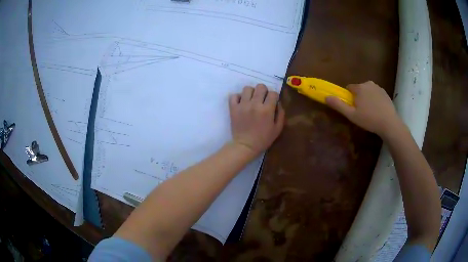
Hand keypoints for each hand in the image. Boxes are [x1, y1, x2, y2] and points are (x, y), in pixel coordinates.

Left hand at [229, 84, 284, 156]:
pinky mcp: (233, 108)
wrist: (245, 146)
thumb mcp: (278, 129)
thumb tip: (278, 102)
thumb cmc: (263, 139)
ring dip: (251, 92)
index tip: (272, 102)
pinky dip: (238, 97)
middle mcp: (254, 104)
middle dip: (264, 91)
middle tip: (262, 99)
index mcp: (267, 110)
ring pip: (247, 88)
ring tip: (251, 100)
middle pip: (260, 86)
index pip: (273, 93)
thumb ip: (281, 114)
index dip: (274, 96)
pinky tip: (241, 102)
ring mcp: (242, 105)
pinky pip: (234, 95)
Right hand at [325, 81, 401, 137]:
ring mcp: (378, 87)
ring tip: (371, 112)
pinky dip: (375, 99)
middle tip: (362, 111)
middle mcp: (368, 83)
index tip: (353, 107)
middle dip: (359, 97)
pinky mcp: (385, 93)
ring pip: (368, 91)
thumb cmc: (369, 119)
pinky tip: (378, 110)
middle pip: (359, 89)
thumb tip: (326, 97)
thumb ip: (339, 105)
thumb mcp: (351, 115)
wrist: (389, 123)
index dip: (349, 97)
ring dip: (367, 98)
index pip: (349, 88)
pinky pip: (376, 94)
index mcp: (359, 88)